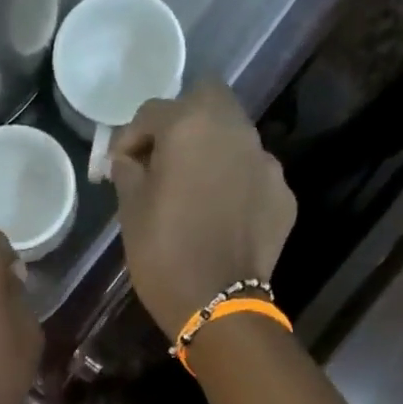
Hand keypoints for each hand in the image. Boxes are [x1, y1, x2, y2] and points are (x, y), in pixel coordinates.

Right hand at [107, 80, 297, 339]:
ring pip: (234, 136)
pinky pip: (252, 174)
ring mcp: (265, 161)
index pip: (153, 112)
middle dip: (182, 120)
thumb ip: (128, 172)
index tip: (119, 166)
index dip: (130, 137)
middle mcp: (235, 130)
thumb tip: (128, 160)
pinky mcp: (282, 193)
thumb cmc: (163, 254)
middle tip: (164, 158)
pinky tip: (221, 214)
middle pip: (207, 99)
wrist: (217, 303)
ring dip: (212, 150)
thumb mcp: (130, 212)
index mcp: (190, 126)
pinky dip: (235, 183)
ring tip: (194, 188)